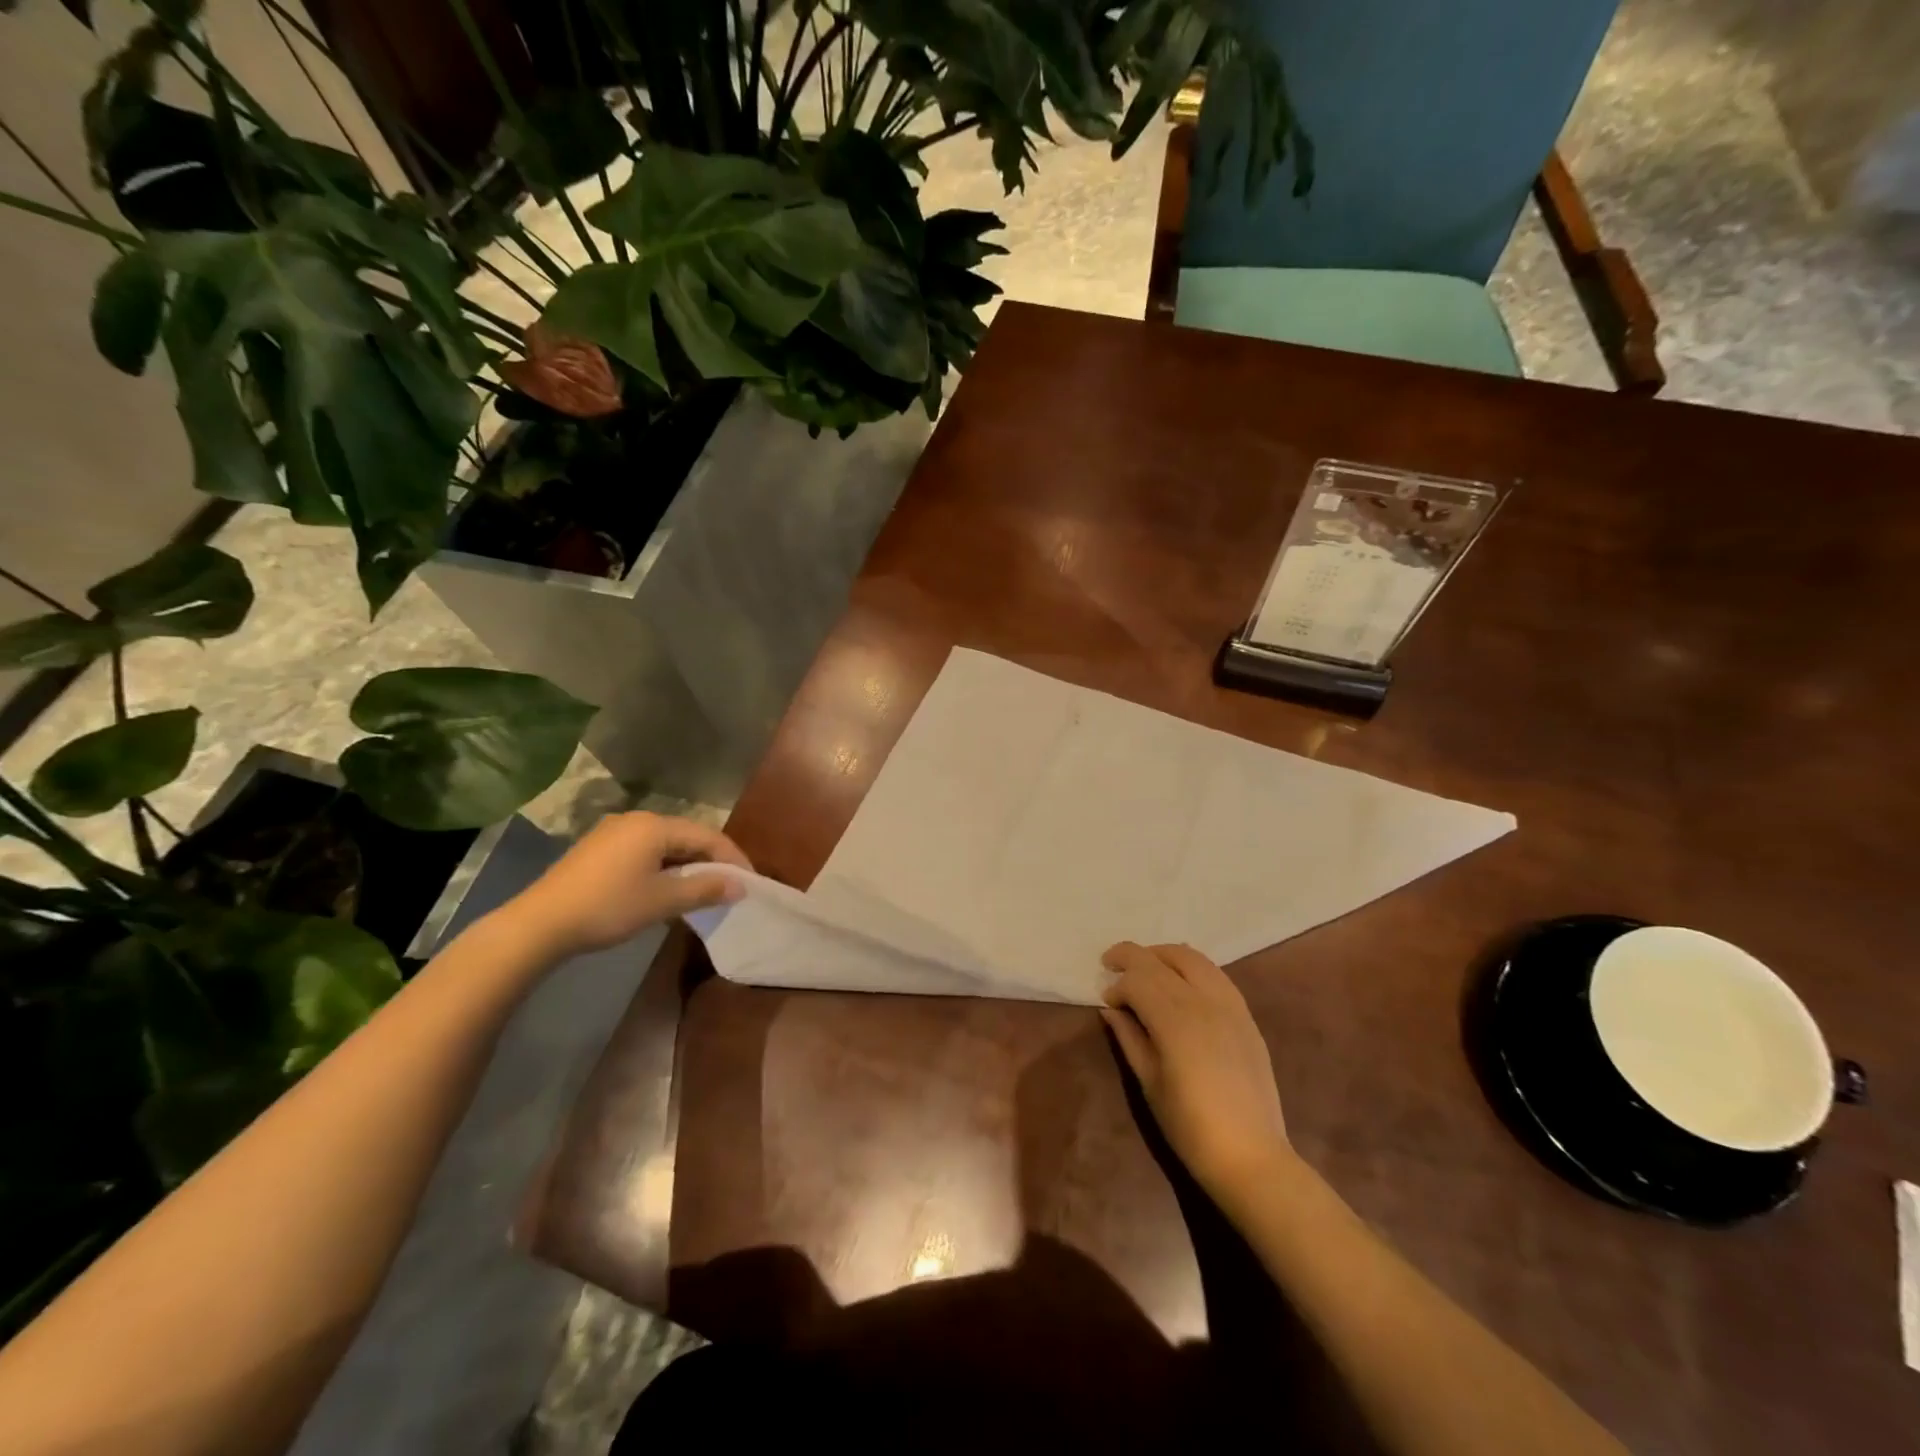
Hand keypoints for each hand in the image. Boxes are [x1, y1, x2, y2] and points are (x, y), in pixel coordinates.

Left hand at [504, 812, 751, 958]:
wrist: (539, 924)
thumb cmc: (608, 908)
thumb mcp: (662, 901)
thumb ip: (705, 890)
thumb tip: (740, 886)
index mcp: (655, 826)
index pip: (708, 836)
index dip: (733, 858)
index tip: (749, 882)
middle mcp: (637, 820)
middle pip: (687, 836)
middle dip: (712, 860)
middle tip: (729, 886)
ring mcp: (614, 832)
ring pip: (666, 844)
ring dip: (688, 865)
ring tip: (702, 890)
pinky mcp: (599, 848)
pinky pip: (645, 850)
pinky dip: (664, 866)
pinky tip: (666, 887)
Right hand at [1102, 942, 1294, 1202]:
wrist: (1250, 1156)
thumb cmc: (1190, 1126)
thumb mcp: (1149, 1082)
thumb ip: (1129, 1037)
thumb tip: (1111, 1009)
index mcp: (1175, 1019)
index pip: (1137, 980)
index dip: (1117, 985)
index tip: (1106, 1002)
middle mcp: (1202, 1001)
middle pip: (1160, 960)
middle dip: (1132, 957)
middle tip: (1111, 964)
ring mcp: (1229, 1004)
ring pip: (1191, 957)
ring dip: (1162, 955)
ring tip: (1145, 967)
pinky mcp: (1245, 1014)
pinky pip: (1214, 973)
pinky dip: (1190, 967)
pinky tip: (1180, 981)